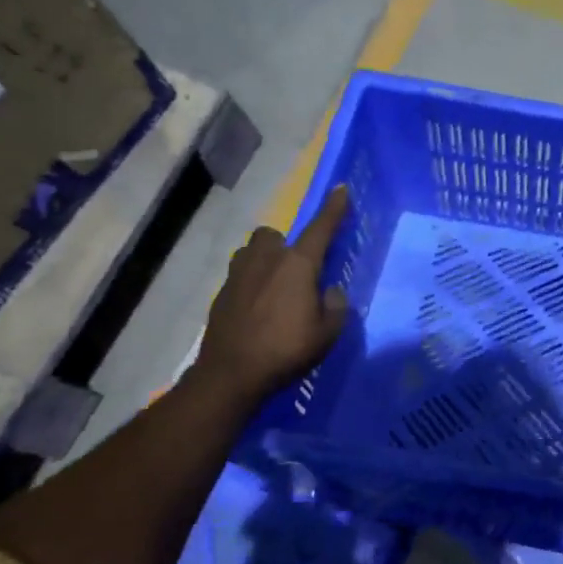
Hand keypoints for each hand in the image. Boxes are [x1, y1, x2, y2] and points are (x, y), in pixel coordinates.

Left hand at [191, 186, 350, 404]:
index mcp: (298, 265)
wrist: (231, 374)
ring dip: (264, 261)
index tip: (341, 189)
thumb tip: (330, 291)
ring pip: (252, 252)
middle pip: (273, 235)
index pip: (320, 229)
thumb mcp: (327, 333)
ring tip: (275, 287)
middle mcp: (266, 261)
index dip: (333, 209)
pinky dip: (251, 285)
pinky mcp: (221, 294)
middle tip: (297, 270)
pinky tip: (258, 310)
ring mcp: (238, 275)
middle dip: (284, 243)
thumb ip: (335, 307)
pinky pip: (240, 277)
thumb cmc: (287, 350)